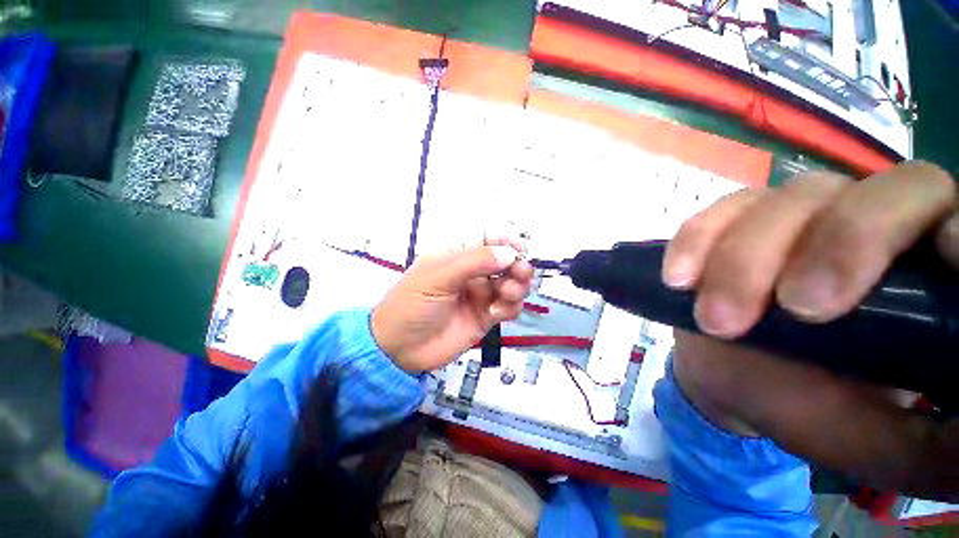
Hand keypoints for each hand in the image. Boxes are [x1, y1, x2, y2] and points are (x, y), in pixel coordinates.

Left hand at [371, 237, 532, 372]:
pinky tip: (495, 313)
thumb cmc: (412, 304)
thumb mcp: (437, 276)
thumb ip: (474, 262)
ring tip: (506, 295)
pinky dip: (510, 307)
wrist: (401, 350)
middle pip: (505, 262)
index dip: (505, 242)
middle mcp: (472, 272)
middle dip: (517, 266)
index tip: (519, 251)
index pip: (488, 239)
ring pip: (512, 284)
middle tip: (519, 274)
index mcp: (457, 255)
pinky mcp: (486, 316)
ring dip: (517, 287)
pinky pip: (509, 307)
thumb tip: (510, 254)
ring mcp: (480, 295)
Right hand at [661, 161, 958, 496]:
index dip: (947, 224)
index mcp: (918, 273)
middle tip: (794, 310)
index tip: (932, 267)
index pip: (948, 214)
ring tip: (717, 320)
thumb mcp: (872, 439)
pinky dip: (696, 241)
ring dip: (744, 260)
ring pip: (783, 202)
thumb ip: (931, 445)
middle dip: (837, 245)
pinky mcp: (733, 223)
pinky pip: (715, 214)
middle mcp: (863, 224)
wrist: (731, 377)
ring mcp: (793, 217)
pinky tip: (679, 278)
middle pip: (868, 193)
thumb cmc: (807, 407)